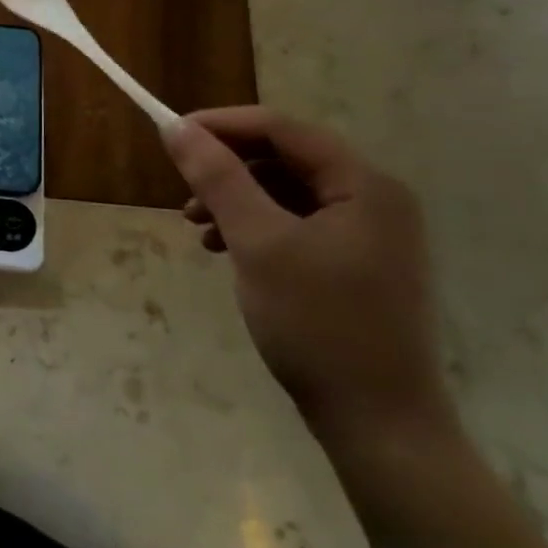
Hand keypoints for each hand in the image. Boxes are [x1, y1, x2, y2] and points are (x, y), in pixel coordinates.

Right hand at [163, 107, 453, 448]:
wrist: (377, 422)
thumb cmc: (318, 324)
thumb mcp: (258, 244)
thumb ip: (218, 179)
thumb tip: (176, 128)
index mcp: (364, 184)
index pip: (282, 129)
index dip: (222, 125)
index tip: (170, 136)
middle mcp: (374, 199)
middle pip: (286, 159)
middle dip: (227, 169)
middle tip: (182, 192)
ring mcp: (368, 234)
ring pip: (287, 193)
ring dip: (236, 200)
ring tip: (197, 228)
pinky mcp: (355, 264)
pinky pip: (296, 225)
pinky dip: (255, 228)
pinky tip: (226, 250)